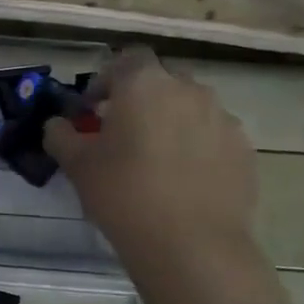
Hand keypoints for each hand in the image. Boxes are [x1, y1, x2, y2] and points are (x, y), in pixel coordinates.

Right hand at [44, 47, 290, 303]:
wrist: (191, 245)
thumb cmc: (123, 194)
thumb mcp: (76, 164)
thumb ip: (60, 134)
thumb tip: (58, 125)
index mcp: (144, 85)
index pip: (127, 58)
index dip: (107, 78)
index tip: (93, 109)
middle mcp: (188, 91)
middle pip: (161, 80)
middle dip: (140, 98)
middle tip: (120, 132)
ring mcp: (223, 119)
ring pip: (190, 107)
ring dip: (169, 121)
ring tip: (152, 158)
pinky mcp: (245, 150)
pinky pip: (212, 135)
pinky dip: (195, 146)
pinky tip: (180, 179)